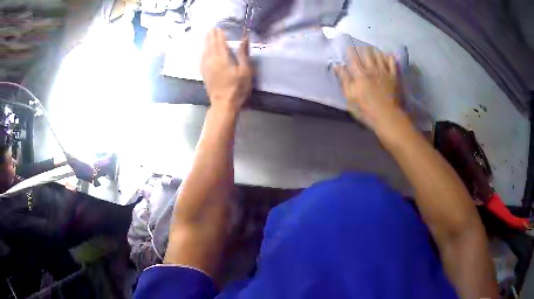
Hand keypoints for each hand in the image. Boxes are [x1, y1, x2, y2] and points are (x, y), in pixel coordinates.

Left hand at [201, 28, 252, 112]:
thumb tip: (244, 39)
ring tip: (206, 36)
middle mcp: (212, 61)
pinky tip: (202, 52)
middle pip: (210, 45)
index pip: (220, 43)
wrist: (223, 104)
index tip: (219, 28)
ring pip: (205, 52)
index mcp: (222, 59)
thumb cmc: (237, 88)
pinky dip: (202, 53)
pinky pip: (201, 60)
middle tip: (211, 29)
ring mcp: (206, 68)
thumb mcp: (246, 71)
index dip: (219, 35)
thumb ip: (243, 54)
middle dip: (211, 36)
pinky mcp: (204, 74)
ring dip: (205, 43)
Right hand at [334, 47, 407, 132]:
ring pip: (379, 56)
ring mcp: (384, 72)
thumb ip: (343, 80)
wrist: (387, 116)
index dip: (350, 51)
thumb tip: (336, 66)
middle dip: (362, 48)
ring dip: (375, 51)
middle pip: (367, 54)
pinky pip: (392, 63)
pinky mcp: (394, 77)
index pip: (353, 58)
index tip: (348, 46)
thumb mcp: (349, 97)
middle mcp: (372, 69)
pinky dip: (389, 57)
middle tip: (360, 46)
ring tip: (372, 48)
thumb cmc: (365, 109)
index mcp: (359, 74)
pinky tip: (388, 54)